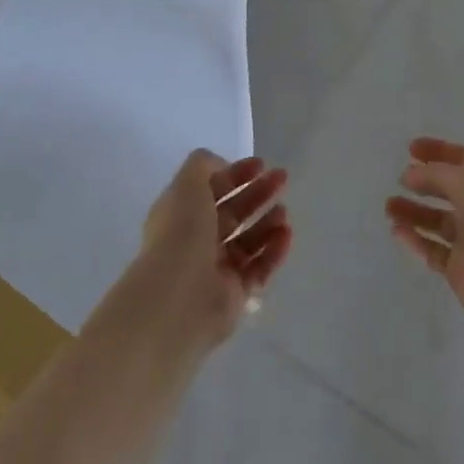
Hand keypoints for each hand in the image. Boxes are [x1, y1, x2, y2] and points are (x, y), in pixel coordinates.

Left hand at [113, 150, 291, 356]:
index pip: (213, 189)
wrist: (176, 299)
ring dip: (268, 222)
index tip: (261, 164)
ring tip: (283, 212)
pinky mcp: (234, 295)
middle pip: (234, 212)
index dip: (236, 174)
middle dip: (259, 193)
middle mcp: (198, 241)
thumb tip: (222, 166)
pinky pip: (259, 268)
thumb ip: (203, 165)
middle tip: (282, 178)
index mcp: (182, 214)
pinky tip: (286, 235)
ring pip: (249, 240)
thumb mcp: (187, 184)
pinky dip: (274, 251)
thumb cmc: (180, 234)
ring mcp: (216, 269)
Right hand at [385, 136, 463, 347]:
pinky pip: (432, 250)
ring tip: (389, 206)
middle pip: (447, 189)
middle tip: (398, 179)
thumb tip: (408, 174)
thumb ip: (435, 174)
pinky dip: (415, 240)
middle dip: (423, 182)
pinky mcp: (460, 269)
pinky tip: (396, 231)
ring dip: (413, 212)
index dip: (438, 151)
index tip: (410, 149)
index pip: (462, 158)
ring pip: (437, 220)